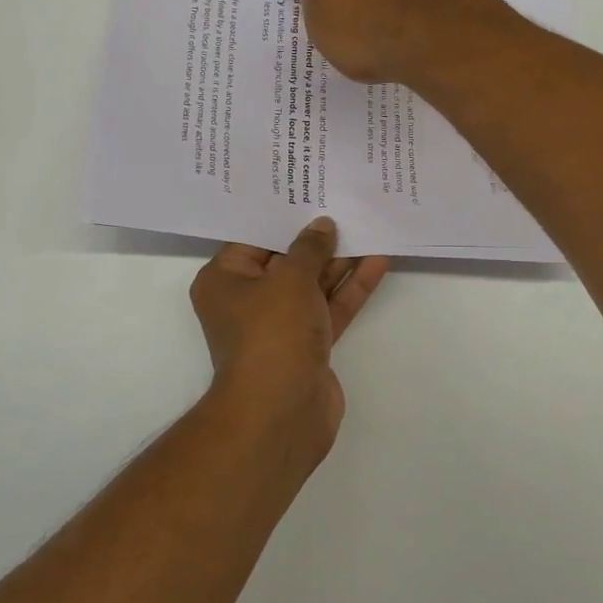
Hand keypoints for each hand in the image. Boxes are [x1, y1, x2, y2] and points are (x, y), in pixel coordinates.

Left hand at [190, 217, 389, 464]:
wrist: (282, 411)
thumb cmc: (272, 332)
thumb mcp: (290, 278)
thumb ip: (309, 248)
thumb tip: (322, 226)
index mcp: (224, 280)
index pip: (253, 239)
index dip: (283, 216)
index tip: (309, 192)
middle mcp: (247, 301)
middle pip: (285, 260)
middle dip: (316, 238)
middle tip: (346, 203)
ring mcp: (279, 325)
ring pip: (312, 284)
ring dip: (339, 261)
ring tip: (370, 226)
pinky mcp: (307, 345)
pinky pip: (329, 308)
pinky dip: (350, 288)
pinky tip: (377, 262)